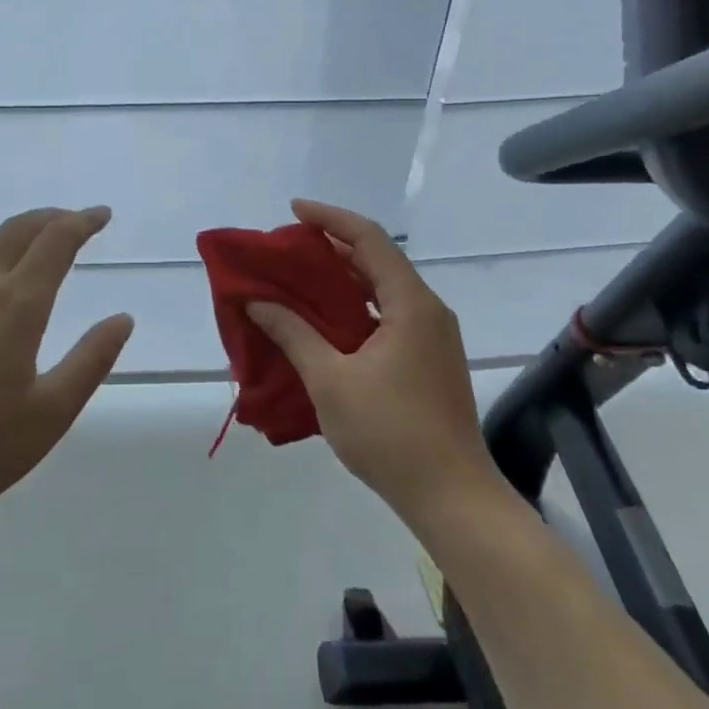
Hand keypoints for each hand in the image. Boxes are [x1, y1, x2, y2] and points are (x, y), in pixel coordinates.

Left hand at [0, 206, 133, 537]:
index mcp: (16, 305)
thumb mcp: (50, 414)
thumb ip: (91, 361)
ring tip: (31, 253)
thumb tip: (122, 319)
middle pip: (16, 230)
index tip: (101, 214)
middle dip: (50, 218)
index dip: (82, 221)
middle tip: (73, 221)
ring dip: (14, 240)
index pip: (56, 241)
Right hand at [247, 199, 503, 523]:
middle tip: (286, 249)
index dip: (329, 218)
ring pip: (381, 290)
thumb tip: (256, 302)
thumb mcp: (330, 380)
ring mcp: (431, 336)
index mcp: (410, 304)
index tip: (293, 210)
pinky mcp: (428, 359)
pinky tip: (323, 322)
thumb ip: (293, 333)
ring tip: (297, 279)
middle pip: (376, 260)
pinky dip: (354, 308)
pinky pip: (386, 315)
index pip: (368, 239)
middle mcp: (426, 310)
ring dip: (341, 280)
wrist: (452, 498)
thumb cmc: (390, 433)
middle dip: (330, 248)